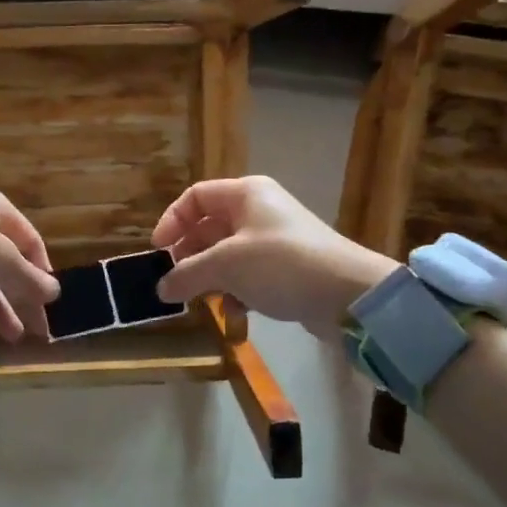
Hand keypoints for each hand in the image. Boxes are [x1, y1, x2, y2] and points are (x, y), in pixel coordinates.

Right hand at [152, 176, 399, 331]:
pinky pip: (249, 274)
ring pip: (228, 254)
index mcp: (245, 194)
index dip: (172, 221)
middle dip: (189, 255)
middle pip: (210, 227)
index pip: (195, 197)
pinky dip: (236, 290)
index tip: (158, 252)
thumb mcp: (226, 265)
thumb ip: (188, 273)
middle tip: (174, 281)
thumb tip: (161, 288)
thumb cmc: (281, 264)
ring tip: (200, 300)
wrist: (348, 294)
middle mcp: (259, 210)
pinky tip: (234, 312)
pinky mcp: (287, 268)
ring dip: (211, 277)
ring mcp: (275, 239)